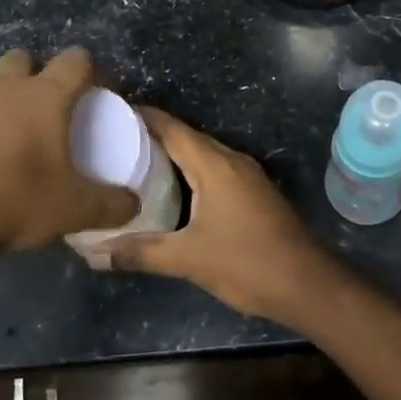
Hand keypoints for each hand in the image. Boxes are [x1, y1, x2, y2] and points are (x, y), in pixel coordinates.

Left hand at [0, 48, 137, 261]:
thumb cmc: (14, 199)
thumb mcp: (73, 209)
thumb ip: (111, 205)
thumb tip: (133, 204)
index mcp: (45, 96)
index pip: (76, 60)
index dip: (93, 71)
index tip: (101, 95)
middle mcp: (5, 89)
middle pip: (26, 58)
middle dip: (41, 73)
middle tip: (53, 110)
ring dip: (7, 98)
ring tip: (18, 137)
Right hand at [98, 109, 334, 322]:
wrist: (307, 285)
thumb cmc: (247, 264)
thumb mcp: (188, 260)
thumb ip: (140, 254)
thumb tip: (93, 254)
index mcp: (215, 165)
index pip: (172, 128)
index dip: (141, 117)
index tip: (110, 114)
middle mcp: (232, 161)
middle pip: (186, 138)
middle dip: (151, 136)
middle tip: (113, 142)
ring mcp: (247, 177)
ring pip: (202, 155)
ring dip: (172, 155)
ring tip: (134, 163)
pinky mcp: (254, 194)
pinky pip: (215, 171)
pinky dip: (190, 172)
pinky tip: (171, 191)